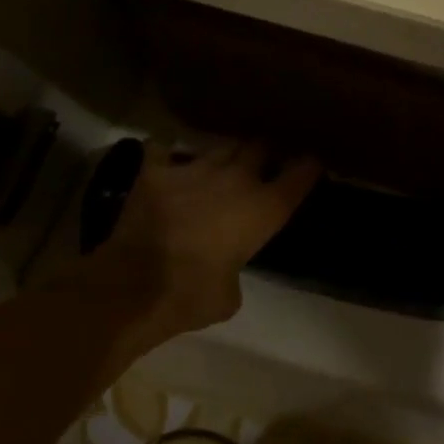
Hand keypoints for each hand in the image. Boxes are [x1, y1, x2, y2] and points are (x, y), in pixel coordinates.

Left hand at [79, 140, 320, 339]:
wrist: (131, 288)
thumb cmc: (191, 297)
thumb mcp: (230, 295)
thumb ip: (236, 270)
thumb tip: (225, 266)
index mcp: (264, 209)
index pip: (300, 174)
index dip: (309, 166)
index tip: (312, 162)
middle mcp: (236, 179)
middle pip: (260, 146)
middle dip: (265, 151)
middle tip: (263, 160)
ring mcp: (194, 169)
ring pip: (219, 146)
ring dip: (224, 155)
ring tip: (220, 164)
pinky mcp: (156, 171)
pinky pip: (165, 149)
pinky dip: (168, 156)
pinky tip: (167, 162)